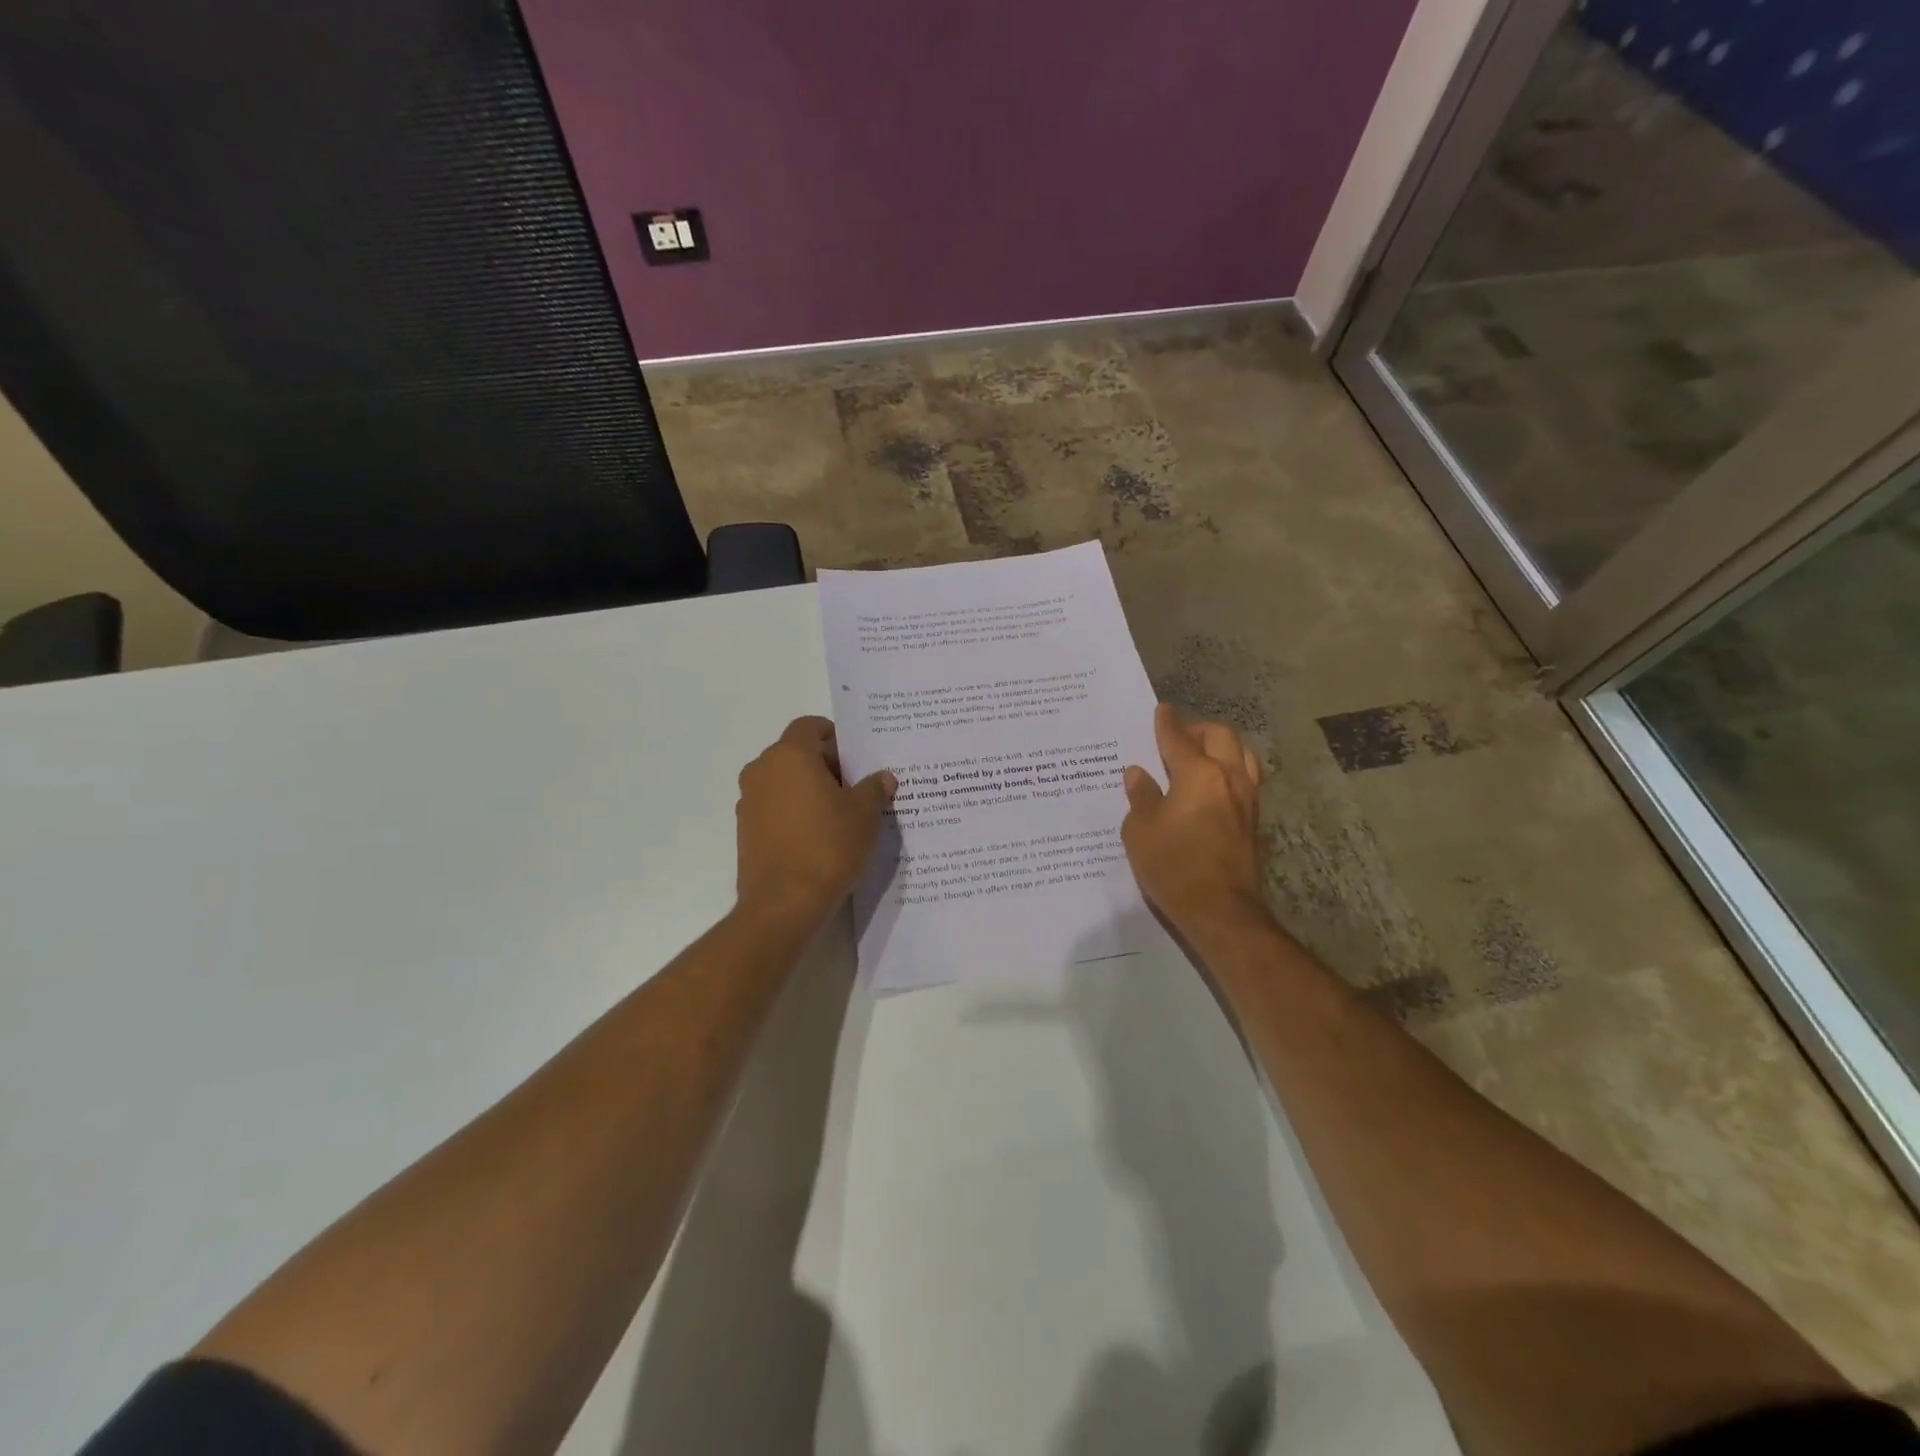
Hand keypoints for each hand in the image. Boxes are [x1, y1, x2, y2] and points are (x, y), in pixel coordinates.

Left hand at [735, 716, 895, 927]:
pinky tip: (818, 835)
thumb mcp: (864, 815)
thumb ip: (874, 789)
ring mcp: (749, 800)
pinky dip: (794, 811)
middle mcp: (762, 770)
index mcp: (790, 755)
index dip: (835, 736)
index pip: (810, 726)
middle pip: (796, 753)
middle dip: (826, 764)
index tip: (857, 756)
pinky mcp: (745, 829)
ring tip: (839, 813)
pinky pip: (774, 806)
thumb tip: (883, 777)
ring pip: (784, 781)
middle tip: (856, 786)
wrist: (783, 904)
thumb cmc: (827, 847)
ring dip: (809, 788)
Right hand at [1122, 703, 1268, 935]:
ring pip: (1241, 753)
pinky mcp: (1253, 819)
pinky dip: (1230, 767)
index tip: (1160, 710)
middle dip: (1197, 728)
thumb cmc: (1173, 867)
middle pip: (1219, 736)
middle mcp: (1228, 777)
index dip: (1166, 722)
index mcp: (1198, 774)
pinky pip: (1246, 777)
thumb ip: (1141, 797)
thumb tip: (1138, 774)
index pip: (1178, 737)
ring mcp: (1246, 798)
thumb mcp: (1140, 832)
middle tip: (1176, 735)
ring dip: (1221, 746)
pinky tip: (1213, 782)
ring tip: (1199, 754)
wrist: (1221, 911)